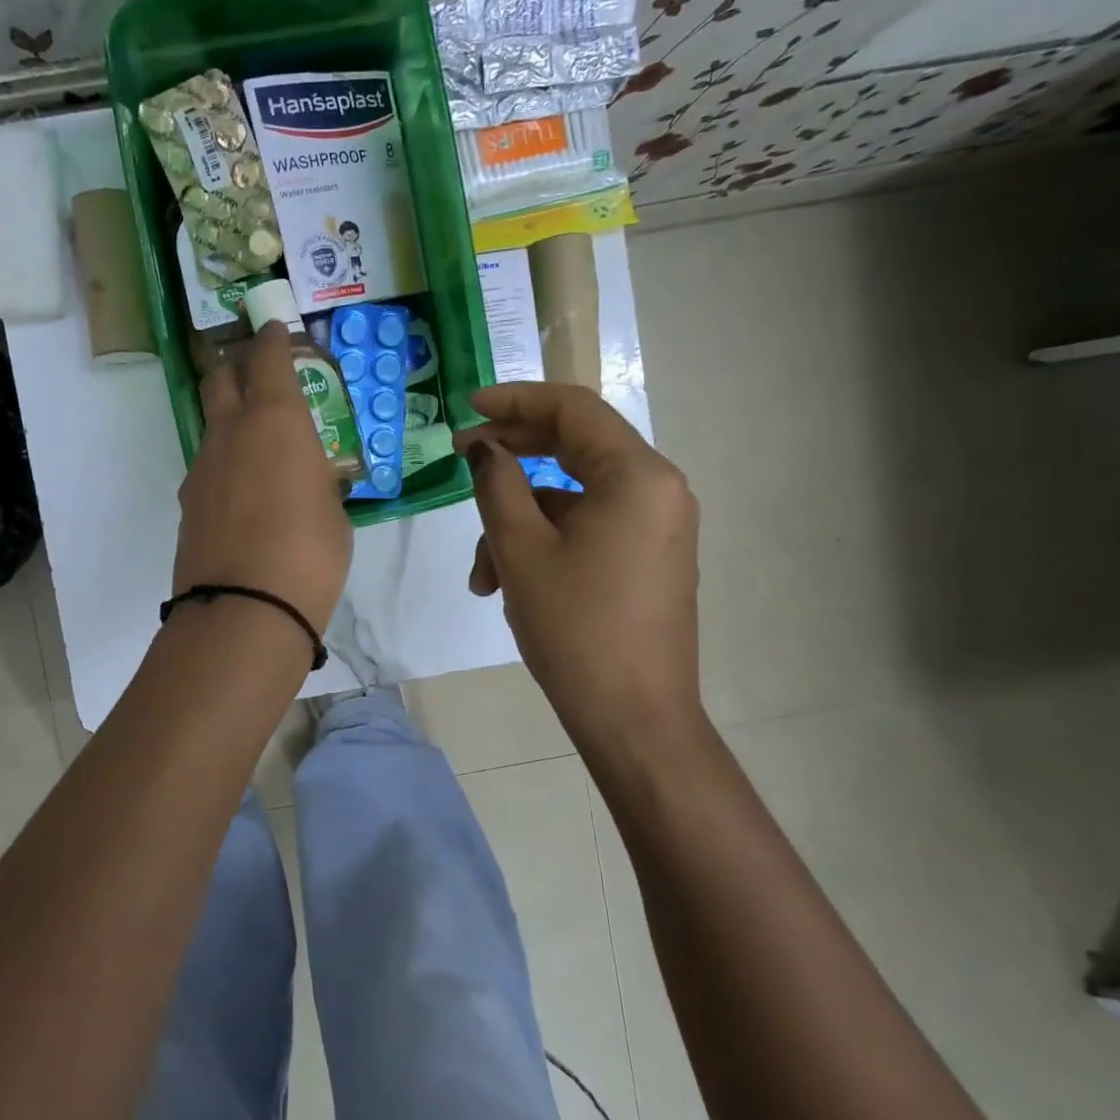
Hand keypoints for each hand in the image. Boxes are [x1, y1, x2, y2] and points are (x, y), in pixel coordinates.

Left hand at [173, 322, 352, 633]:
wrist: (245, 609)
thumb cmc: (310, 554)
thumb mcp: (334, 512)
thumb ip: (318, 482)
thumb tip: (308, 480)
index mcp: (276, 421)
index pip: (268, 359)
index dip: (272, 339)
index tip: (275, 329)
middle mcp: (231, 432)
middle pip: (220, 378)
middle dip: (236, 366)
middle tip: (256, 375)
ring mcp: (202, 467)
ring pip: (211, 425)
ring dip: (229, 421)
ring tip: (257, 447)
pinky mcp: (188, 502)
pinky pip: (207, 467)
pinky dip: (224, 465)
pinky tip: (243, 493)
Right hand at [454, 383, 702, 741]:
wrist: (634, 718)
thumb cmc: (576, 628)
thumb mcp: (522, 550)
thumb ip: (497, 485)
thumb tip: (483, 449)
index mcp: (637, 476)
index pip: (573, 410)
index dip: (515, 401)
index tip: (467, 408)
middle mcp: (657, 490)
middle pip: (575, 448)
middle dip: (513, 457)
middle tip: (462, 461)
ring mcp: (655, 527)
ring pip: (572, 499)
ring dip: (519, 522)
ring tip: (481, 574)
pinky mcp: (646, 558)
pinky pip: (587, 529)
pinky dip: (544, 544)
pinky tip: (507, 584)